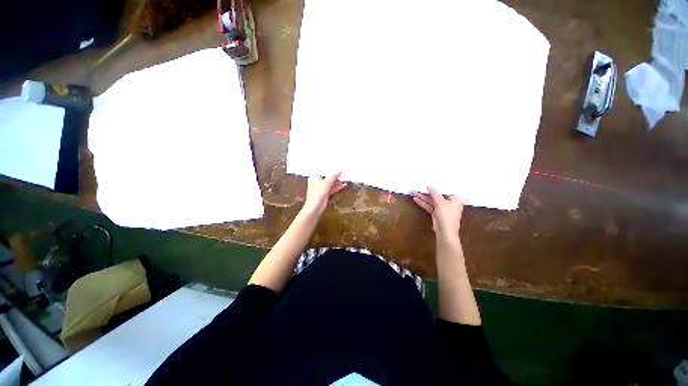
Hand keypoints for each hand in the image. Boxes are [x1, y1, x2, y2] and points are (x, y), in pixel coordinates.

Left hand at [302, 171, 347, 215]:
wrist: (315, 207)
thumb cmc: (317, 193)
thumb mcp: (326, 182)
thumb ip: (333, 175)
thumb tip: (340, 169)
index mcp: (314, 176)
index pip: (322, 169)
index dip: (329, 167)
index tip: (337, 163)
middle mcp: (317, 181)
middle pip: (327, 176)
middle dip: (335, 174)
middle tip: (343, 170)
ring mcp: (321, 188)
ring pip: (330, 182)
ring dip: (337, 181)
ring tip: (346, 177)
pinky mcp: (324, 193)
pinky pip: (331, 188)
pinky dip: (337, 186)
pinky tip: (344, 184)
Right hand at [412, 186, 463, 239]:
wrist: (445, 233)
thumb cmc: (447, 216)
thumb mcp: (441, 202)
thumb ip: (434, 193)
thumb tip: (429, 185)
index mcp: (455, 199)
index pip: (446, 190)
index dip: (437, 186)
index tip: (429, 181)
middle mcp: (450, 203)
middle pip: (438, 196)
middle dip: (428, 192)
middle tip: (419, 187)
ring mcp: (443, 210)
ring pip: (433, 202)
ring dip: (424, 198)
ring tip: (414, 192)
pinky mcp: (437, 214)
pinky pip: (430, 207)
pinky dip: (424, 204)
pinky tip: (416, 199)